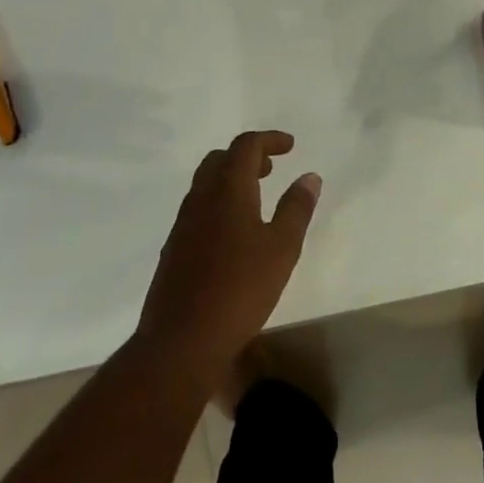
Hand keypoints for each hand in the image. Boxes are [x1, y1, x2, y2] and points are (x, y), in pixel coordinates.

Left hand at [137, 132, 321, 370]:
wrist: (180, 343)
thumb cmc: (239, 289)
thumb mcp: (282, 248)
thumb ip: (296, 208)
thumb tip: (309, 176)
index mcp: (228, 190)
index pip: (245, 146)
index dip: (269, 140)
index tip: (290, 146)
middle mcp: (201, 199)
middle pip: (220, 159)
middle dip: (247, 156)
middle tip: (271, 168)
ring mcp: (183, 225)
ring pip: (205, 184)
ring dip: (231, 179)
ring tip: (256, 198)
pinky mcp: (174, 249)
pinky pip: (198, 208)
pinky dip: (218, 203)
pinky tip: (234, 232)